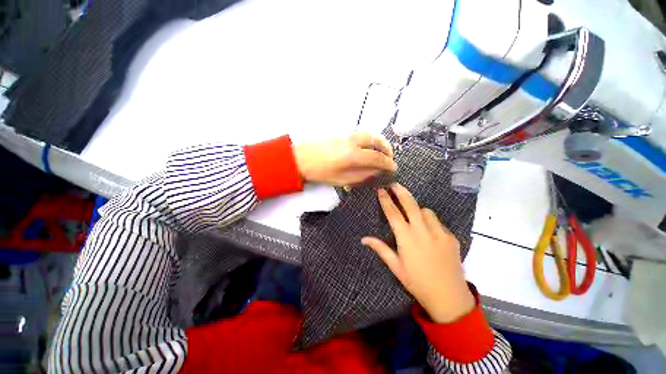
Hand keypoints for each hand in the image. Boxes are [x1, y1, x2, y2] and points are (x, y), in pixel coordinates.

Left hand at [294, 133, 396, 185]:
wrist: (300, 158)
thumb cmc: (320, 172)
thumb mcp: (342, 180)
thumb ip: (361, 175)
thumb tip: (375, 171)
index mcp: (353, 155)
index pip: (377, 158)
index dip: (388, 164)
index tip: (393, 168)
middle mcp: (353, 142)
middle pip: (376, 141)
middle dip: (387, 149)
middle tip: (389, 159)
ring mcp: (347, 136)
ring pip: (370, 135)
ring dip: (379, 143)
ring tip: (381, 153)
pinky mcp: (342, 134)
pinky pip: (361, 135)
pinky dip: (370, 140)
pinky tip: (368, 149)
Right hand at [361, 184, 474, 322]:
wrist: (448, 297)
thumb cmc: (417, 282)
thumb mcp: (395, 267)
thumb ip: (380, 249)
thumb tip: (363, 239)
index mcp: (406, 238)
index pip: (393, 213)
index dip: (385, 200)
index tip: (381, 190)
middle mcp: (422, 231)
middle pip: (410, 205)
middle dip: (401, 192)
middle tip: (395, 184)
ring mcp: (439, 233)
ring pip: (426, 211)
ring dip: (417, 209)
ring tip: (413, 214)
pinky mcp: (451, 237)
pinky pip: (437, 222)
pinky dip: (430, 221)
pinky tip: (428, 231)